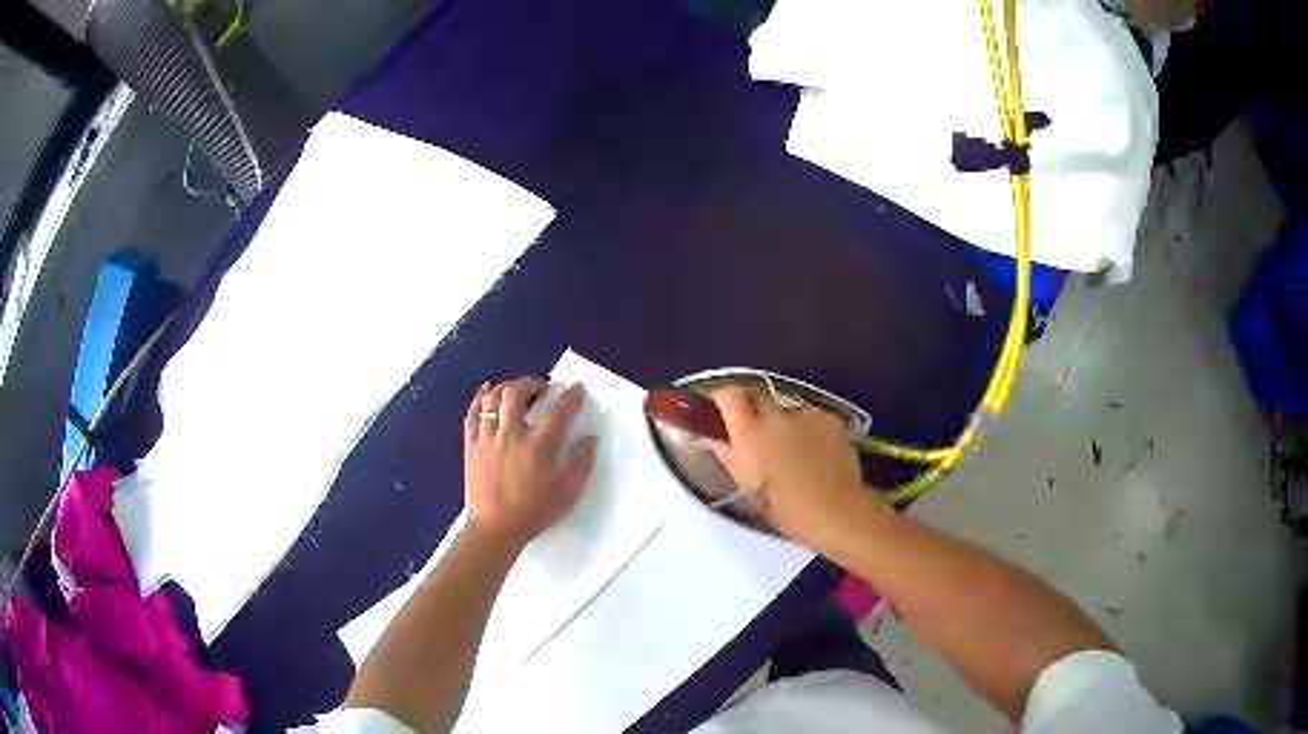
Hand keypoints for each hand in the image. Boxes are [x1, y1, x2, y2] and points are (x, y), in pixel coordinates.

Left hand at [463, 377, 597, 547]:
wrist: (495, 529)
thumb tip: (590, 439)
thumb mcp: (567, 493)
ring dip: (506, 387)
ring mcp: (487, 439)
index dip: (571, 397)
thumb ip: (581, 463)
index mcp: (538, 446)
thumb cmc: (534, 512)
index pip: (558, 412)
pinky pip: (472, 415)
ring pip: (492, 400)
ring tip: (516, 389)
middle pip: (517, 393)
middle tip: (542, 386)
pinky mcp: (472, 446)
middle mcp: (511, 435)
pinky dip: (479, 398)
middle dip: (532, 383)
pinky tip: (487, 390)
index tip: (577, 389)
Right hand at [702, 386, 872, 550]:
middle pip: (757, 396)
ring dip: (784, 422)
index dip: (723, 398)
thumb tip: (705, 437)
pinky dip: (810, 428)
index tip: (720, 411)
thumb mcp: (747, 484)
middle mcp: (776, 415)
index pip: (728, 394)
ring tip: (793, 448)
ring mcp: (807, 414)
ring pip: (787, 408)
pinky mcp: (831, 418)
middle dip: (753, 409)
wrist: (836, 511)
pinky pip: (813, 417)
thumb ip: (724, 454)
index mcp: (749, 432)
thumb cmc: (785, 508)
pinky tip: (817, 451)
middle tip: (755, 433)